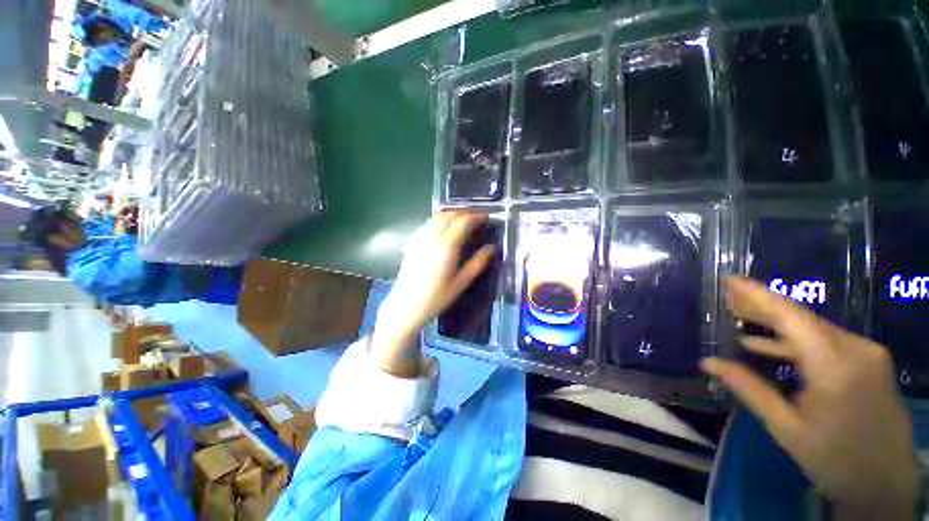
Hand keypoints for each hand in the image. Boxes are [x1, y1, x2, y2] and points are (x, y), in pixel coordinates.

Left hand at [372, 212, 495, 376]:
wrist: (405, 307)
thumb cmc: (436, 298)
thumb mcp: (461, 283)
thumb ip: (477, 263)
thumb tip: (491, 248)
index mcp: (446, 247)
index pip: (463, 222)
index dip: (476, 217)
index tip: (486, 218)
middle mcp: (431, 237)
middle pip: (449, 215)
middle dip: (464, 213)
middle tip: (476, 220)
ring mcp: (419, 239)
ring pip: (436, 217)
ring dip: (451, 215)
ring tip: (463, 223)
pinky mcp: (412, 243)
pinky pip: (427, 224)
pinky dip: (439, 221)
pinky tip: (444, 231)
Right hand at [702, 277, 917, 519]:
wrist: (885, 484)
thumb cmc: (834, 460)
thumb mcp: (787, 428)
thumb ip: (749, 389)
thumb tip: (708, 362)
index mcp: (835, 366)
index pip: (791, 317)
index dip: (758, 295)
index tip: (729, 279)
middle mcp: (856, 349)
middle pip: (803, 318)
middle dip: (762, 307)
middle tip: (727, 297)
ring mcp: (868, 354)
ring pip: (815, 328)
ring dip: (777, 324)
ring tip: (741, 317)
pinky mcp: (870, 362)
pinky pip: (828, 341)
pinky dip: (797, 341)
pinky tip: (770, 345)